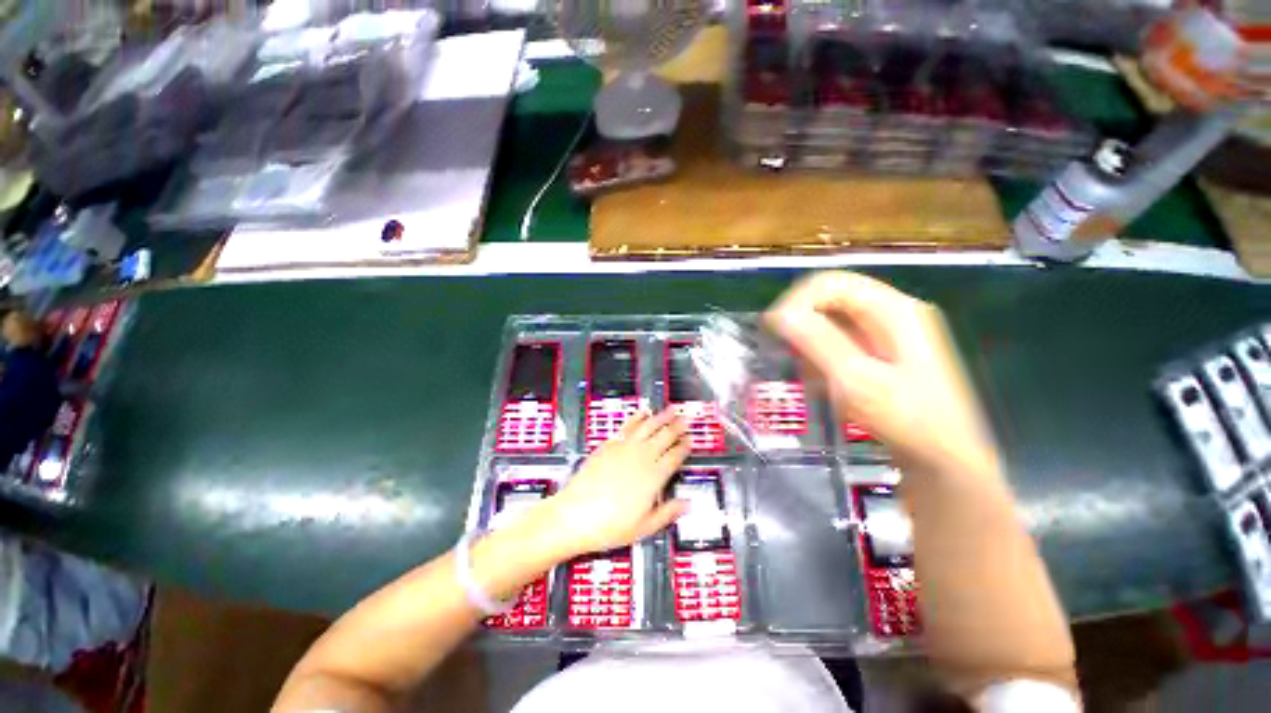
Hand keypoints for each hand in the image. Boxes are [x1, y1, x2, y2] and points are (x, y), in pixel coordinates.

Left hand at [534, 409, 689, 560]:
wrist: (574, 515)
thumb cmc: (607, 524)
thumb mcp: (644, 527)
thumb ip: (668, 513)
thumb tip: (686, 505)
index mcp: (653, 476)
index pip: (675, 456)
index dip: (685, 446)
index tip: (691, 440)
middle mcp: (641, 458)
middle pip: (665, 436)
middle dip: (678, 426)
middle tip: (686, 419)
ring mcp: (624, 448)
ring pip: (648, 426)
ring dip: (661, 416)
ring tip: (670, 409)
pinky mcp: (609, 445)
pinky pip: (628, 426)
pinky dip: (637, 417)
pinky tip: (642, 412)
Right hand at [765, 271, 997, 475]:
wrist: (946, 464)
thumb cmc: (906, 420)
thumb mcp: (856, 380)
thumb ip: (817, 342)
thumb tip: (778, 315)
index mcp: (893, 309)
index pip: (831, 282)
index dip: (796, 301)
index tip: (773, 331)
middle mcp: (893, 312)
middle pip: (832, 298)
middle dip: (802, 322)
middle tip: (786, 353)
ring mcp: (892, 333)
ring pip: (834, 320)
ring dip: (811, 341)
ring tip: (807, 374)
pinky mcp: (886, 353)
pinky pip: (842, 340)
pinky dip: (823, 355)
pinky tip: (822, 381)